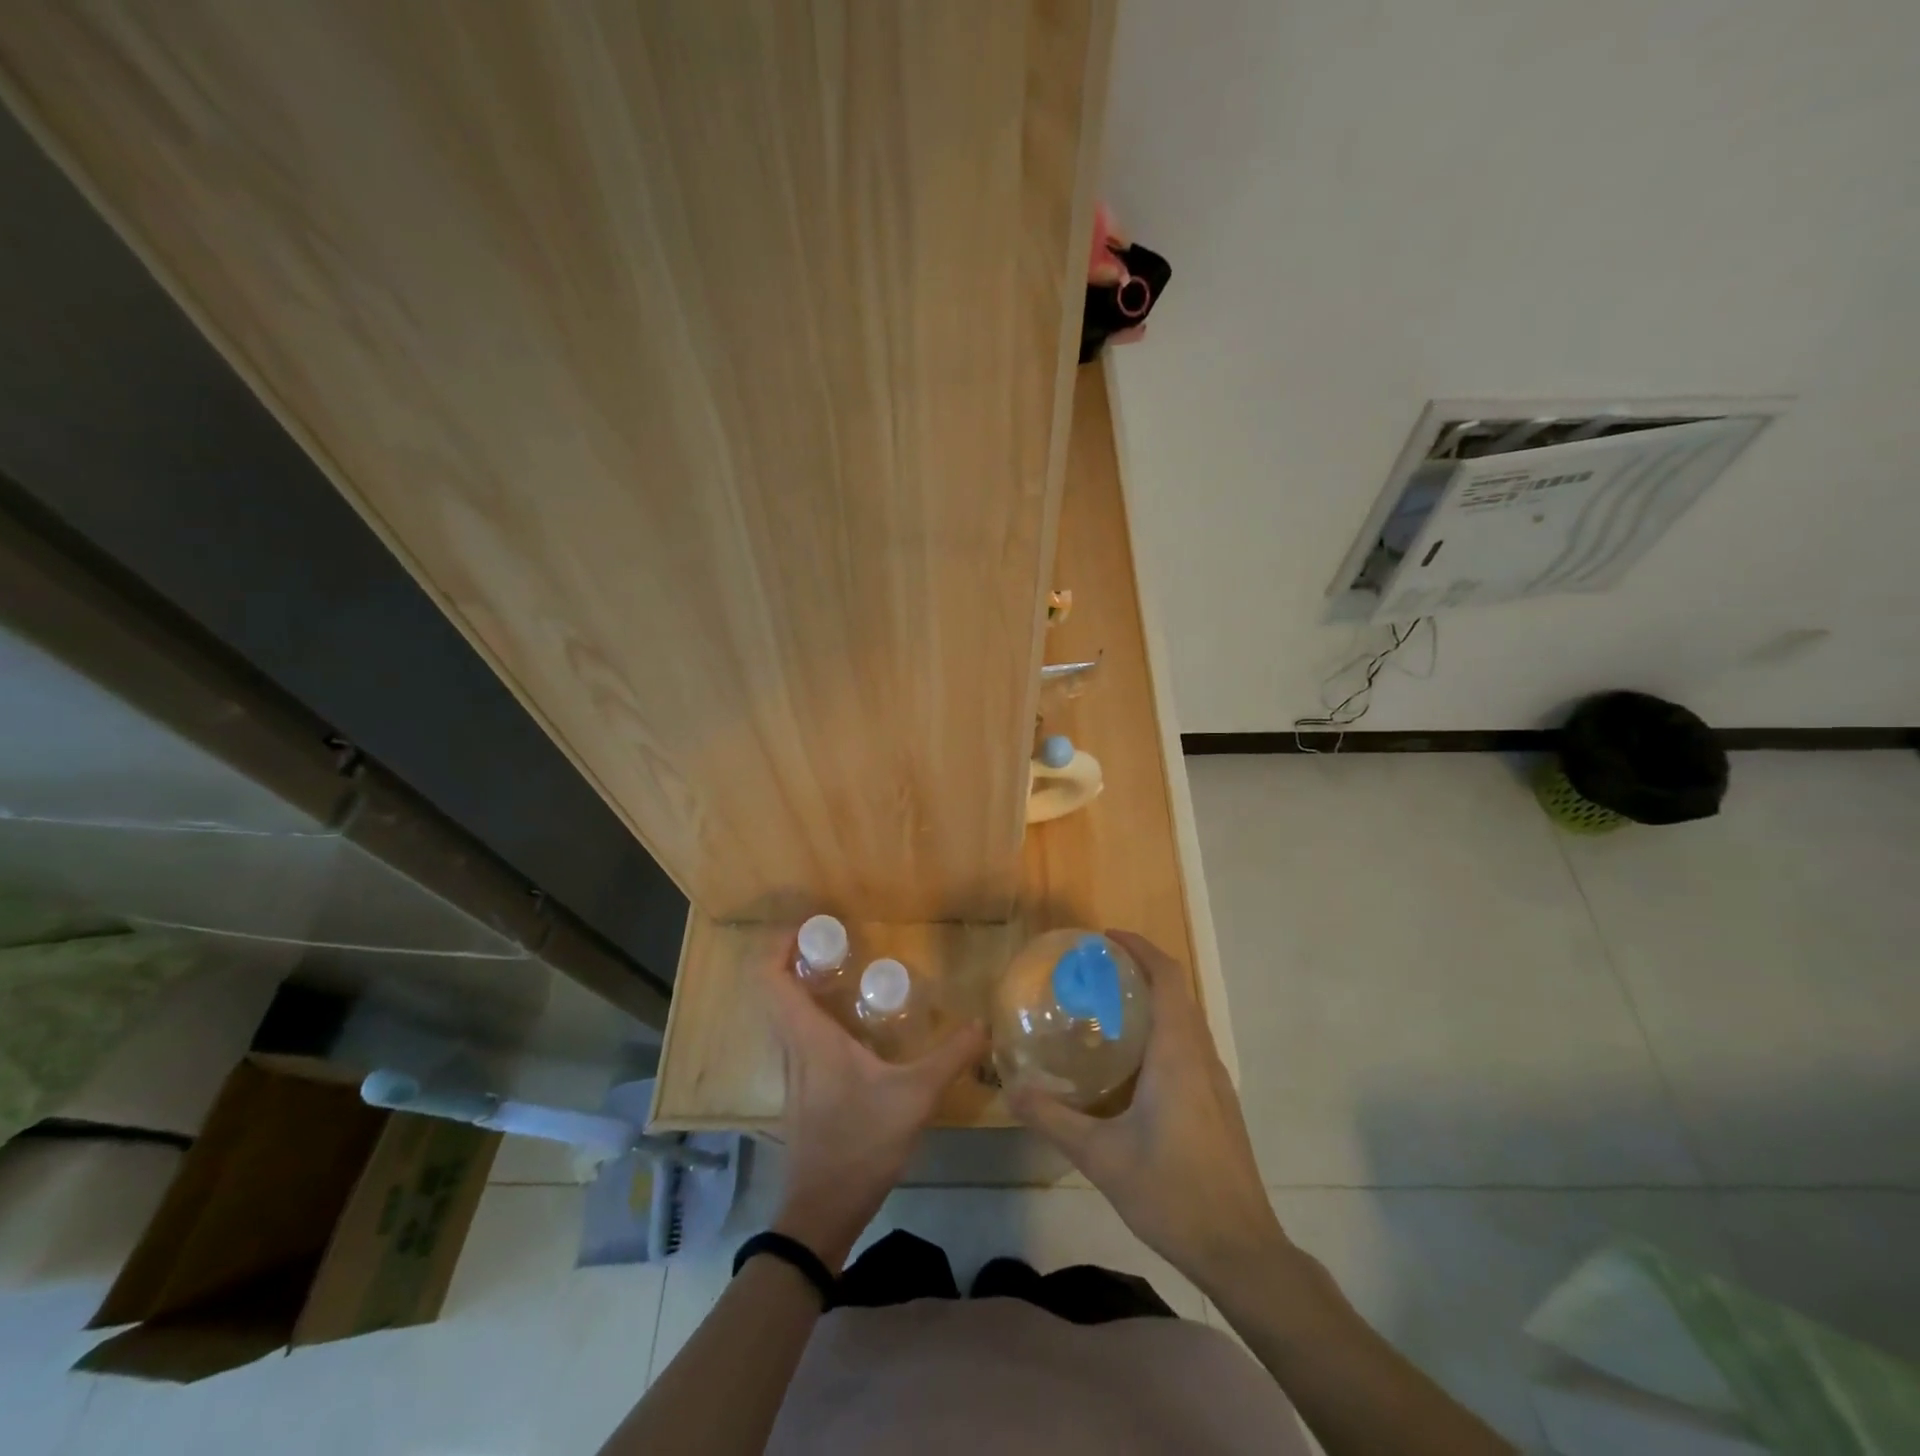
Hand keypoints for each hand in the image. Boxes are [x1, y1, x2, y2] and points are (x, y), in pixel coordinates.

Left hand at [761, 944, 986, 1271]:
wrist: (822, 1213)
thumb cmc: (860, 1144)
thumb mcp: (914, 1098)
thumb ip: (950, 1057)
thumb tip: (983, 1023)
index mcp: (808, 1036)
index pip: (768, 977)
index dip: (779, 943)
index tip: (811, 926)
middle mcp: (792, 1046)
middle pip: (773, 988)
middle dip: (795, 956)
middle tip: (836, 944)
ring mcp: (792, 1069)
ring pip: (783, 1012)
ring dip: (802, 984)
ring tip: (844, 972)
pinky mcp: (799, 1089)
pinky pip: (796, 1034)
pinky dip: (812, 1012)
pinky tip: (851, 1022)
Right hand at [1008, 930, 1287, 1294]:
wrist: (1241, 1251)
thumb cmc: (1173, 1192)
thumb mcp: (1101, 1157)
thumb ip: (1054, 1120)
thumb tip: (1012, 1091)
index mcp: (1178, 1054)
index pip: (1167, 978)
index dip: (1141, 948)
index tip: (1106, 938)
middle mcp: (1201, 1057)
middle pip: (1177, 994)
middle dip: (1141, 971)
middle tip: (1096, 972)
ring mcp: (1216, 1083)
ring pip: (1186, 1022)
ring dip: (1153, 1002)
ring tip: (1108, 1010)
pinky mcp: (1219, 1106)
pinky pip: (1190, 1048)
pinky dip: (1162, 1033)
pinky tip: (1132, 1065)